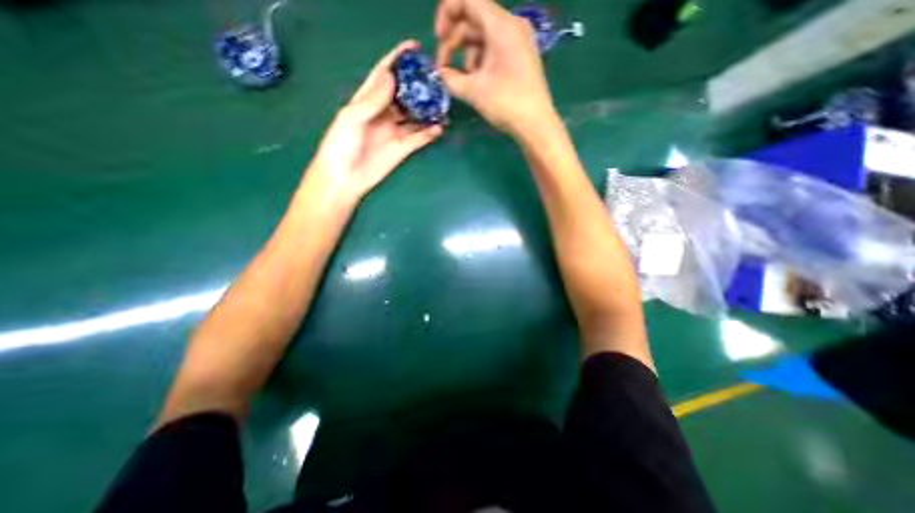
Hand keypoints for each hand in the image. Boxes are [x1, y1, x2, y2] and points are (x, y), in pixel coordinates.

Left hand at [305, 39, 444, 205]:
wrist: (345, 178)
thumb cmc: (340, 145)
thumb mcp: (351, 118)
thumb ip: (371, 100)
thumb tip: (392, 77)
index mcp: (367, 101)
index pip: (383, 76)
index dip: (397, 61)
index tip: (413, 48)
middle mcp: (384, 114)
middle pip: (404, 95)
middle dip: (418, 85)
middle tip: (436, 77)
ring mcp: (395, 131)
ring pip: (415, 117)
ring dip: (428, 110)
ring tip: (443, 102)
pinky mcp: (403, 149)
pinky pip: (419, 138)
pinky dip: (429, 133)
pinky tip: (439, 127)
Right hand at [435, 0, 557, 138]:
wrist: (535, 124)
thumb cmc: (506, 104)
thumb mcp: (473, 91)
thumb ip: (450, 79)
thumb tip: (440, 74)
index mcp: (501, 25)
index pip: (468, 0)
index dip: (447, 14)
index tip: (438, 39)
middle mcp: (512, 25)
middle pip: (474, 20)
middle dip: (454, 42)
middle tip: (444, 68)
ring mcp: (518, 41)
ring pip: (483, 37)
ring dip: (467, 56)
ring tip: (464, 81)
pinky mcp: (520, 56)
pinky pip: (495, 49)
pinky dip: (481, 62)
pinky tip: (478, 82)